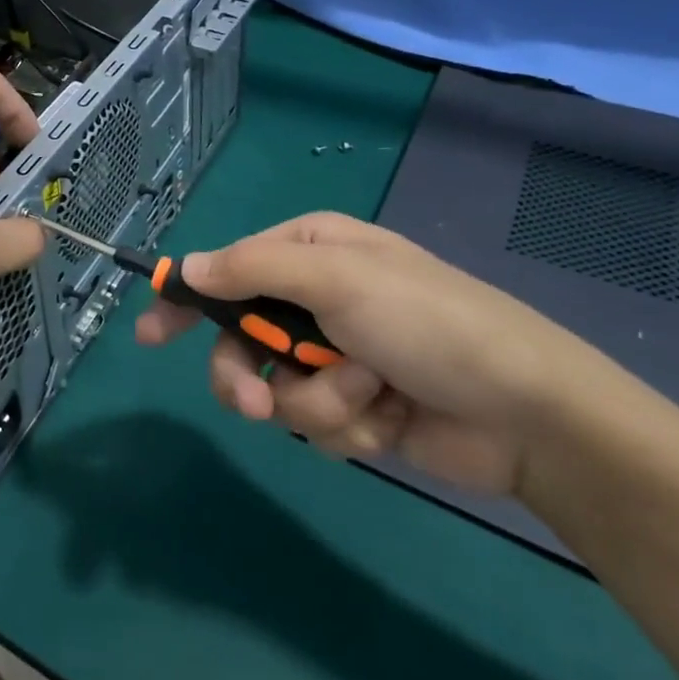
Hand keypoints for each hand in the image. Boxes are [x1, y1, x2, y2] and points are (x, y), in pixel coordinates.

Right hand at [135, 212, 595, 494]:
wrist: (529, 414)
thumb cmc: (427, 323)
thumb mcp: (336, 280)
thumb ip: (252, 270)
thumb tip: (185, 268)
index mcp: (310, 255)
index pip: (227, 270)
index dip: (185, 300)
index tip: (149, 333)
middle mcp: (317, 301)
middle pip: (241, 340)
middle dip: (247, 374)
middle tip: (252, 403)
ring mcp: (336, 357)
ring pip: (277, 389)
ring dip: (318, 401)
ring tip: (366, 398)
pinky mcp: (356, 408)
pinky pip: (316, 423)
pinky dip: (348, 425)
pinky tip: (389, 418)